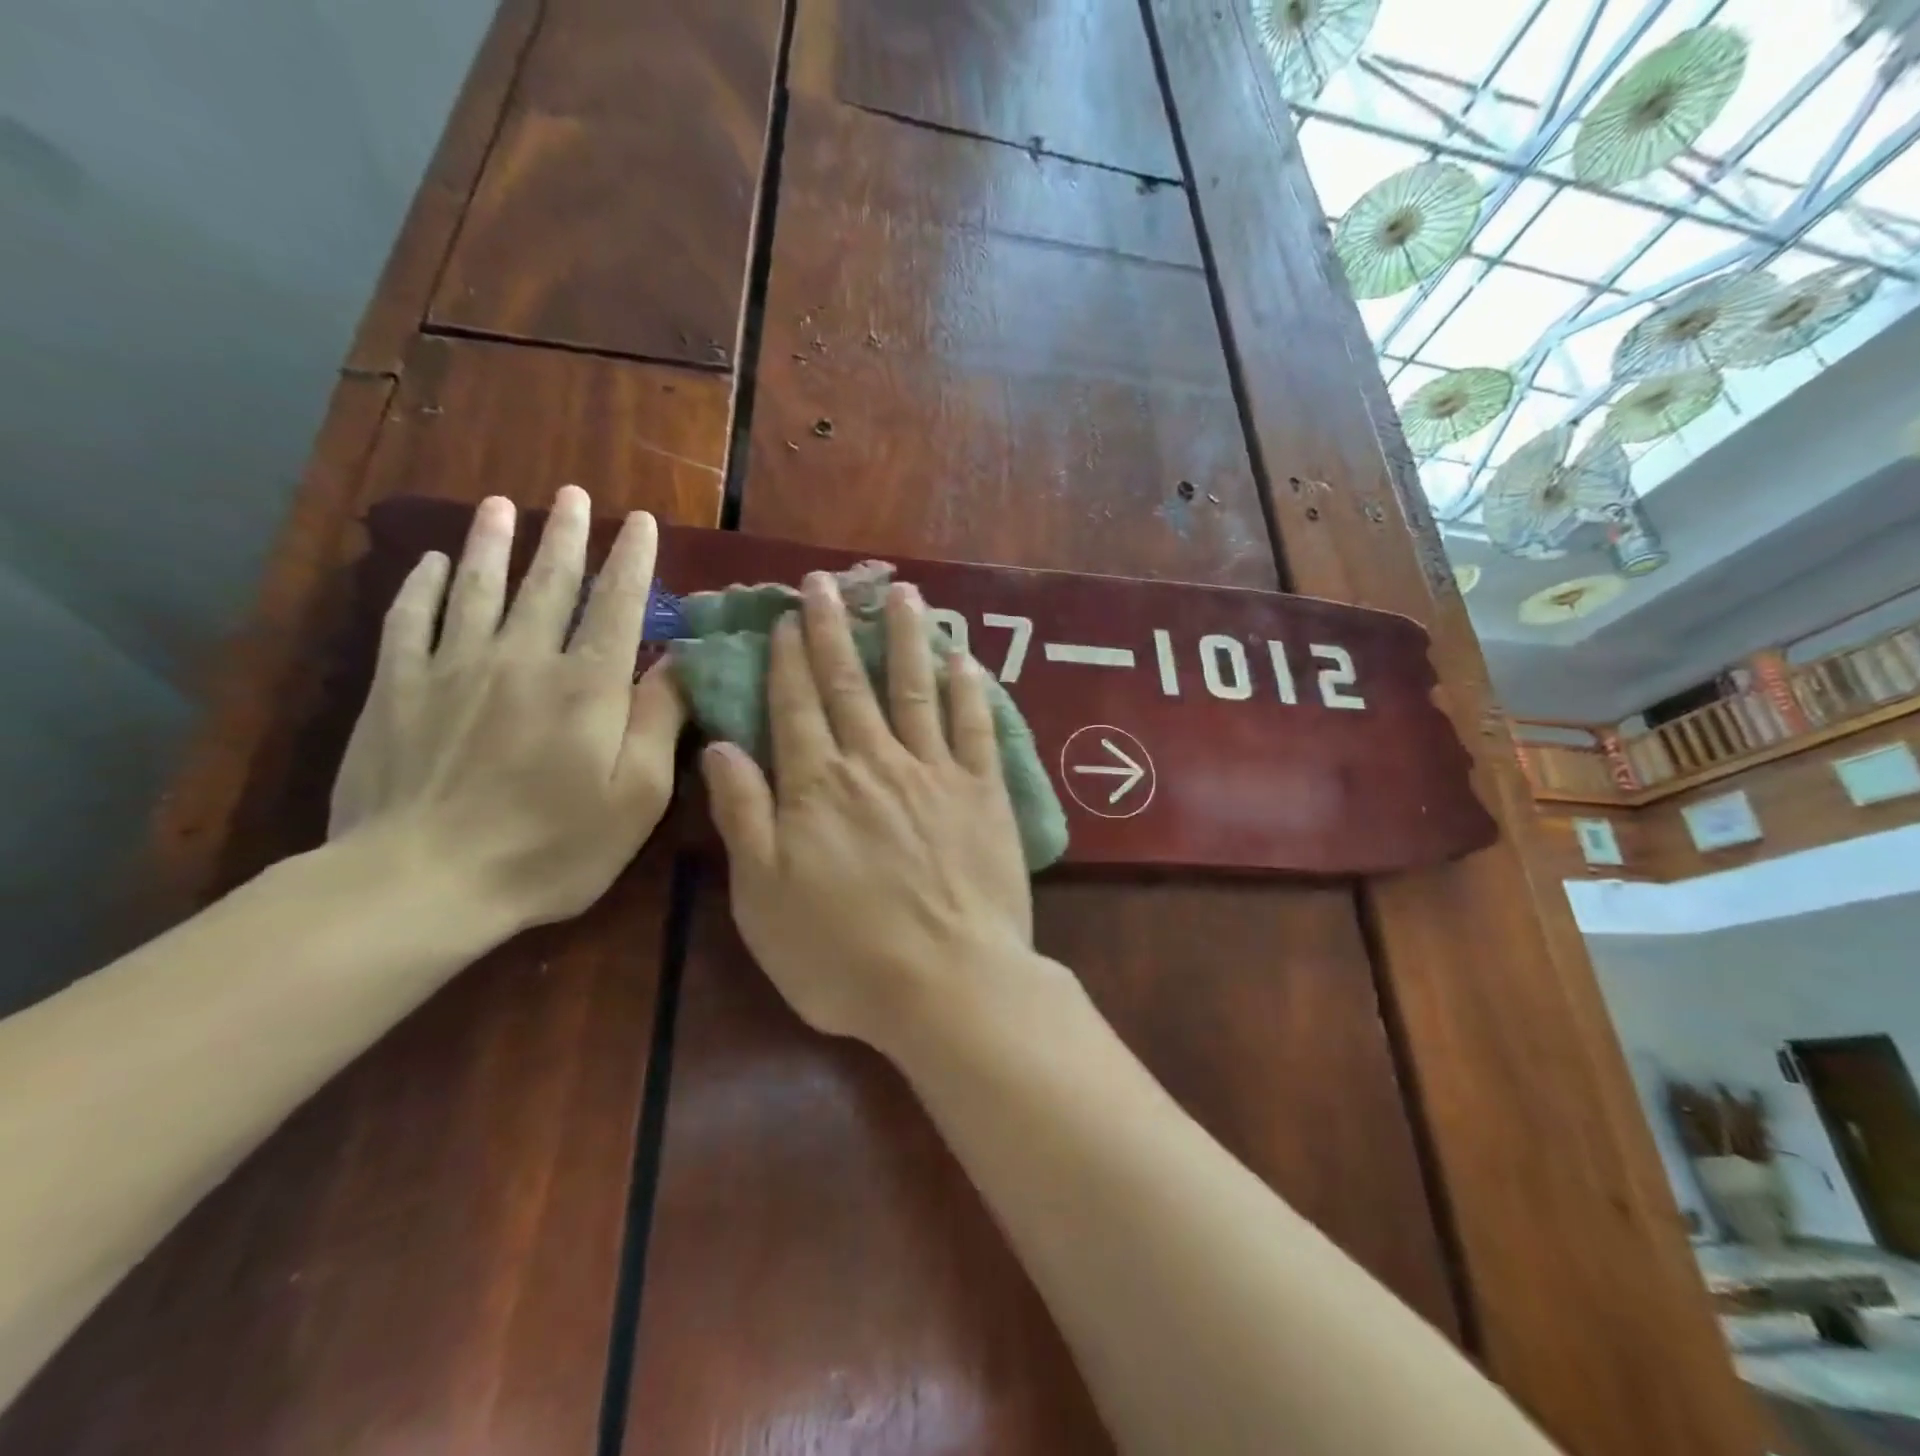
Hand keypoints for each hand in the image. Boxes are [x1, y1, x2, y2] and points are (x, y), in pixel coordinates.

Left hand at [329, 486, 684, 932]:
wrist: (421, 882)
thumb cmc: (550, 848)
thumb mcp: (636, 799)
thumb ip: (659, 722)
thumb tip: (679, 663)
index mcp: (587, 687)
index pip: (617, 606)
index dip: (633, 560)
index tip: (642, 522)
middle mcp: (523, 659)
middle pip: (548, 584)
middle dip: (567, 536)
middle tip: (574, 494)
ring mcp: (452, 668)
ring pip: (478, 588)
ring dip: (495, 543)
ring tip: (504, 505)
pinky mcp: (396, 689)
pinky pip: (409, 620)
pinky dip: (423, 586)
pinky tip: (433, 563)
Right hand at [700, 572, 1034, 1054]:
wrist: (947, 985)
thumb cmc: (843, 956)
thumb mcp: (763, 898)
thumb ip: (743, 816)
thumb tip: (720, 747)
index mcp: (816, 787)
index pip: (795, 706)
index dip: (789, 658)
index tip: (787, 617)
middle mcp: (874, 764)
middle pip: (849, 685)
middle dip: (834, 630)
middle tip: (826, 584)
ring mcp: (934, 773)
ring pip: (914, 689)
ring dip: (903, 638)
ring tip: (899, 593)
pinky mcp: (984, 793)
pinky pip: (975, 727)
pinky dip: (968, 689)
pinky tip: (961, 657)